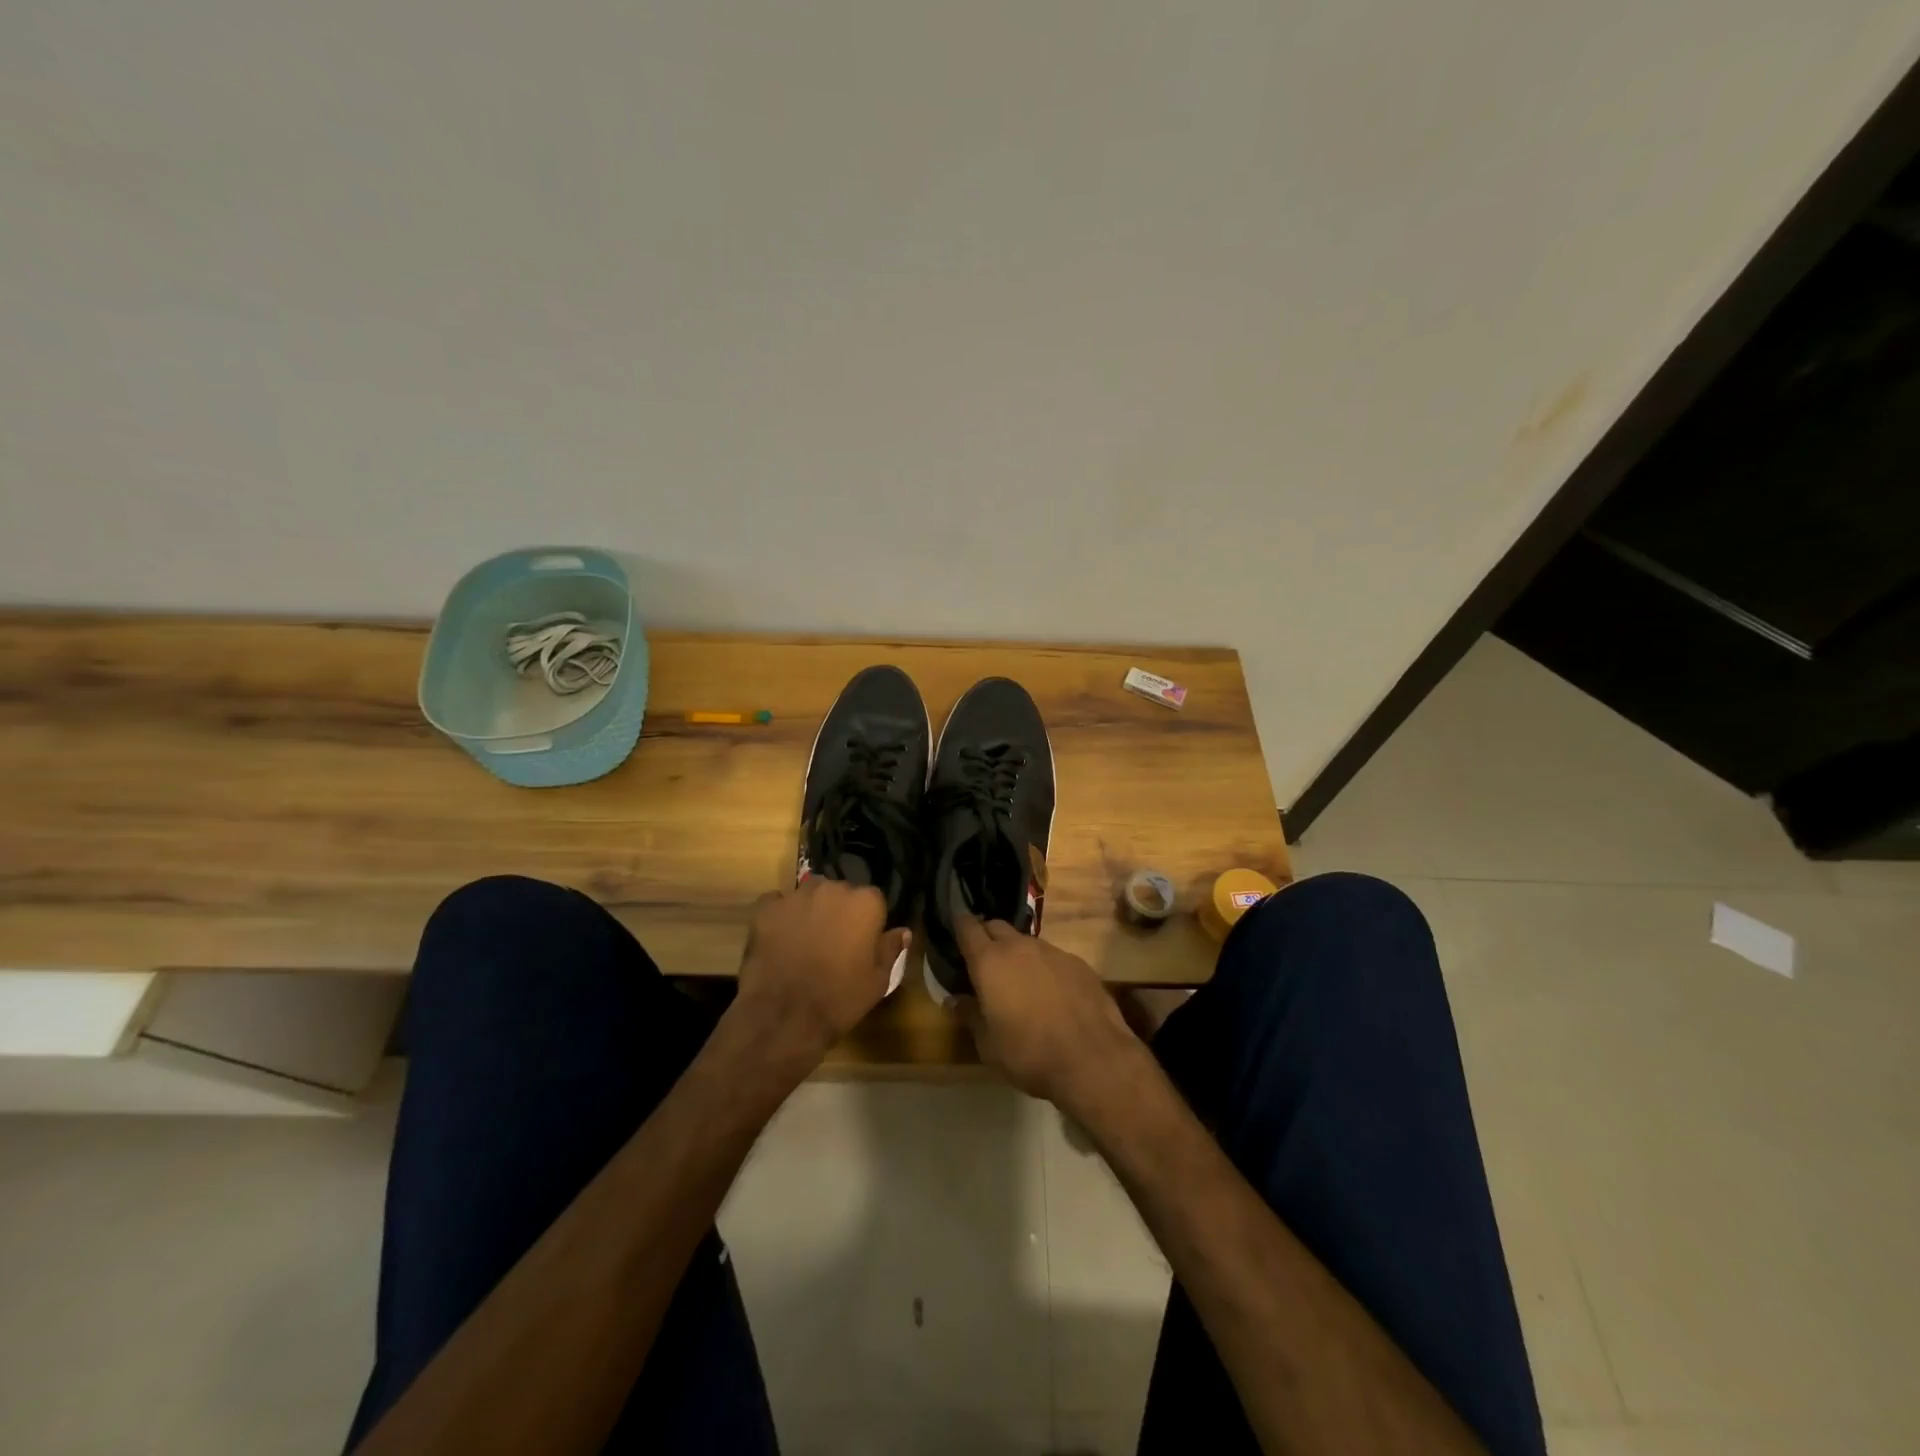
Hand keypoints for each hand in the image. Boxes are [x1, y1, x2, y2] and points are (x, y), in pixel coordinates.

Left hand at [735, 878, 907, 1065]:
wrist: (783, 1016)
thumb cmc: (839, 999)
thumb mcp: (878, 981)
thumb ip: (891, 949)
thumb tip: (902, 931)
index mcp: (865, 902)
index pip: (873, 901)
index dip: (868, 922)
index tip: (861, 943)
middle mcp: (832, 888)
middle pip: (840, 893)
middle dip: (839, 912)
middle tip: (833, 943)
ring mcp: (797, 896)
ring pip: (809, 895)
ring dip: (811, 911)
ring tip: (805, 941)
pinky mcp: (766, 908)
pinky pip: (778, 903)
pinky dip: (781, 916)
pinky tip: (780, 939)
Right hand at [956, 916, 1147, 1111]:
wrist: (1092, 1058)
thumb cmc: (1029, 1053)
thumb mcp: (988, 1044)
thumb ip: (970, 1016)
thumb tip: (954, 1000)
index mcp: (990, 962)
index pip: (968, 928)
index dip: (959, 925)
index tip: (955, 927)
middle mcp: (1020, 947)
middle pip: (997, 927)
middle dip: (987, 936)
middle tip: (983, 960)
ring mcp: (1052, 951)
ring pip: (1026, 942)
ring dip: (1017, 954)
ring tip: (1018, 980)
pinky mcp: (1078, 963)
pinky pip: (1052, 957)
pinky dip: (1044, 968)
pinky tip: (1051, 993)